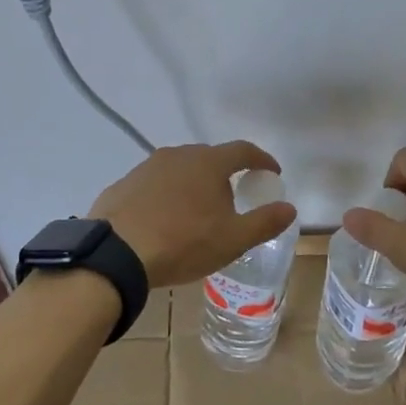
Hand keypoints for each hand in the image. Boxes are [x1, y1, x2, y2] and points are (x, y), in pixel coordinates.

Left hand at [89, 141, 297, 288]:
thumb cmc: (182, 243)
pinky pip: (155, 185)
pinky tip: (163, 220)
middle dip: (225, 175)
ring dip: (193, 185)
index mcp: (208, 162)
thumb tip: (290, 208)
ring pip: (180, 170)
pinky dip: (166, 196)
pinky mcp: (124, 183)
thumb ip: (264, 222)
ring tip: (196, 213)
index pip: (243, 151)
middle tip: (232, 200)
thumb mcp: (232, 239)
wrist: (115, 254)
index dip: (261, 160)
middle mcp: (178, 154)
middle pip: (210, 158)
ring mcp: (147, 167)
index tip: (272, 173)